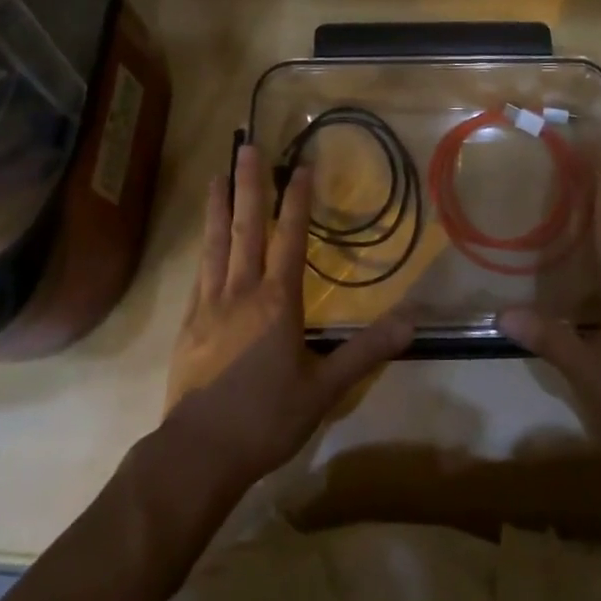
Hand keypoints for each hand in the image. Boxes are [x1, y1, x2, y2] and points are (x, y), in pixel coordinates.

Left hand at [164, 145, 413, 487]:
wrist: (198, 454)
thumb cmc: (265, 419)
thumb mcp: (324, 390)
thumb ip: (366, 351)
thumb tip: (412, 321)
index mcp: (277, 301)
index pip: (289, 237)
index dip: (296, 200)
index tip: (300, 165)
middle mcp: (241, 291)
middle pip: (246, 227)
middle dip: (248, 184)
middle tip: (245, 146)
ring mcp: (210, 305)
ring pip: (216, 243)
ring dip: (218, 206)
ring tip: (216, 175)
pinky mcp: (189, 323)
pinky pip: (199, 273)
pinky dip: (204, 247)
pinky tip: (203, 239)